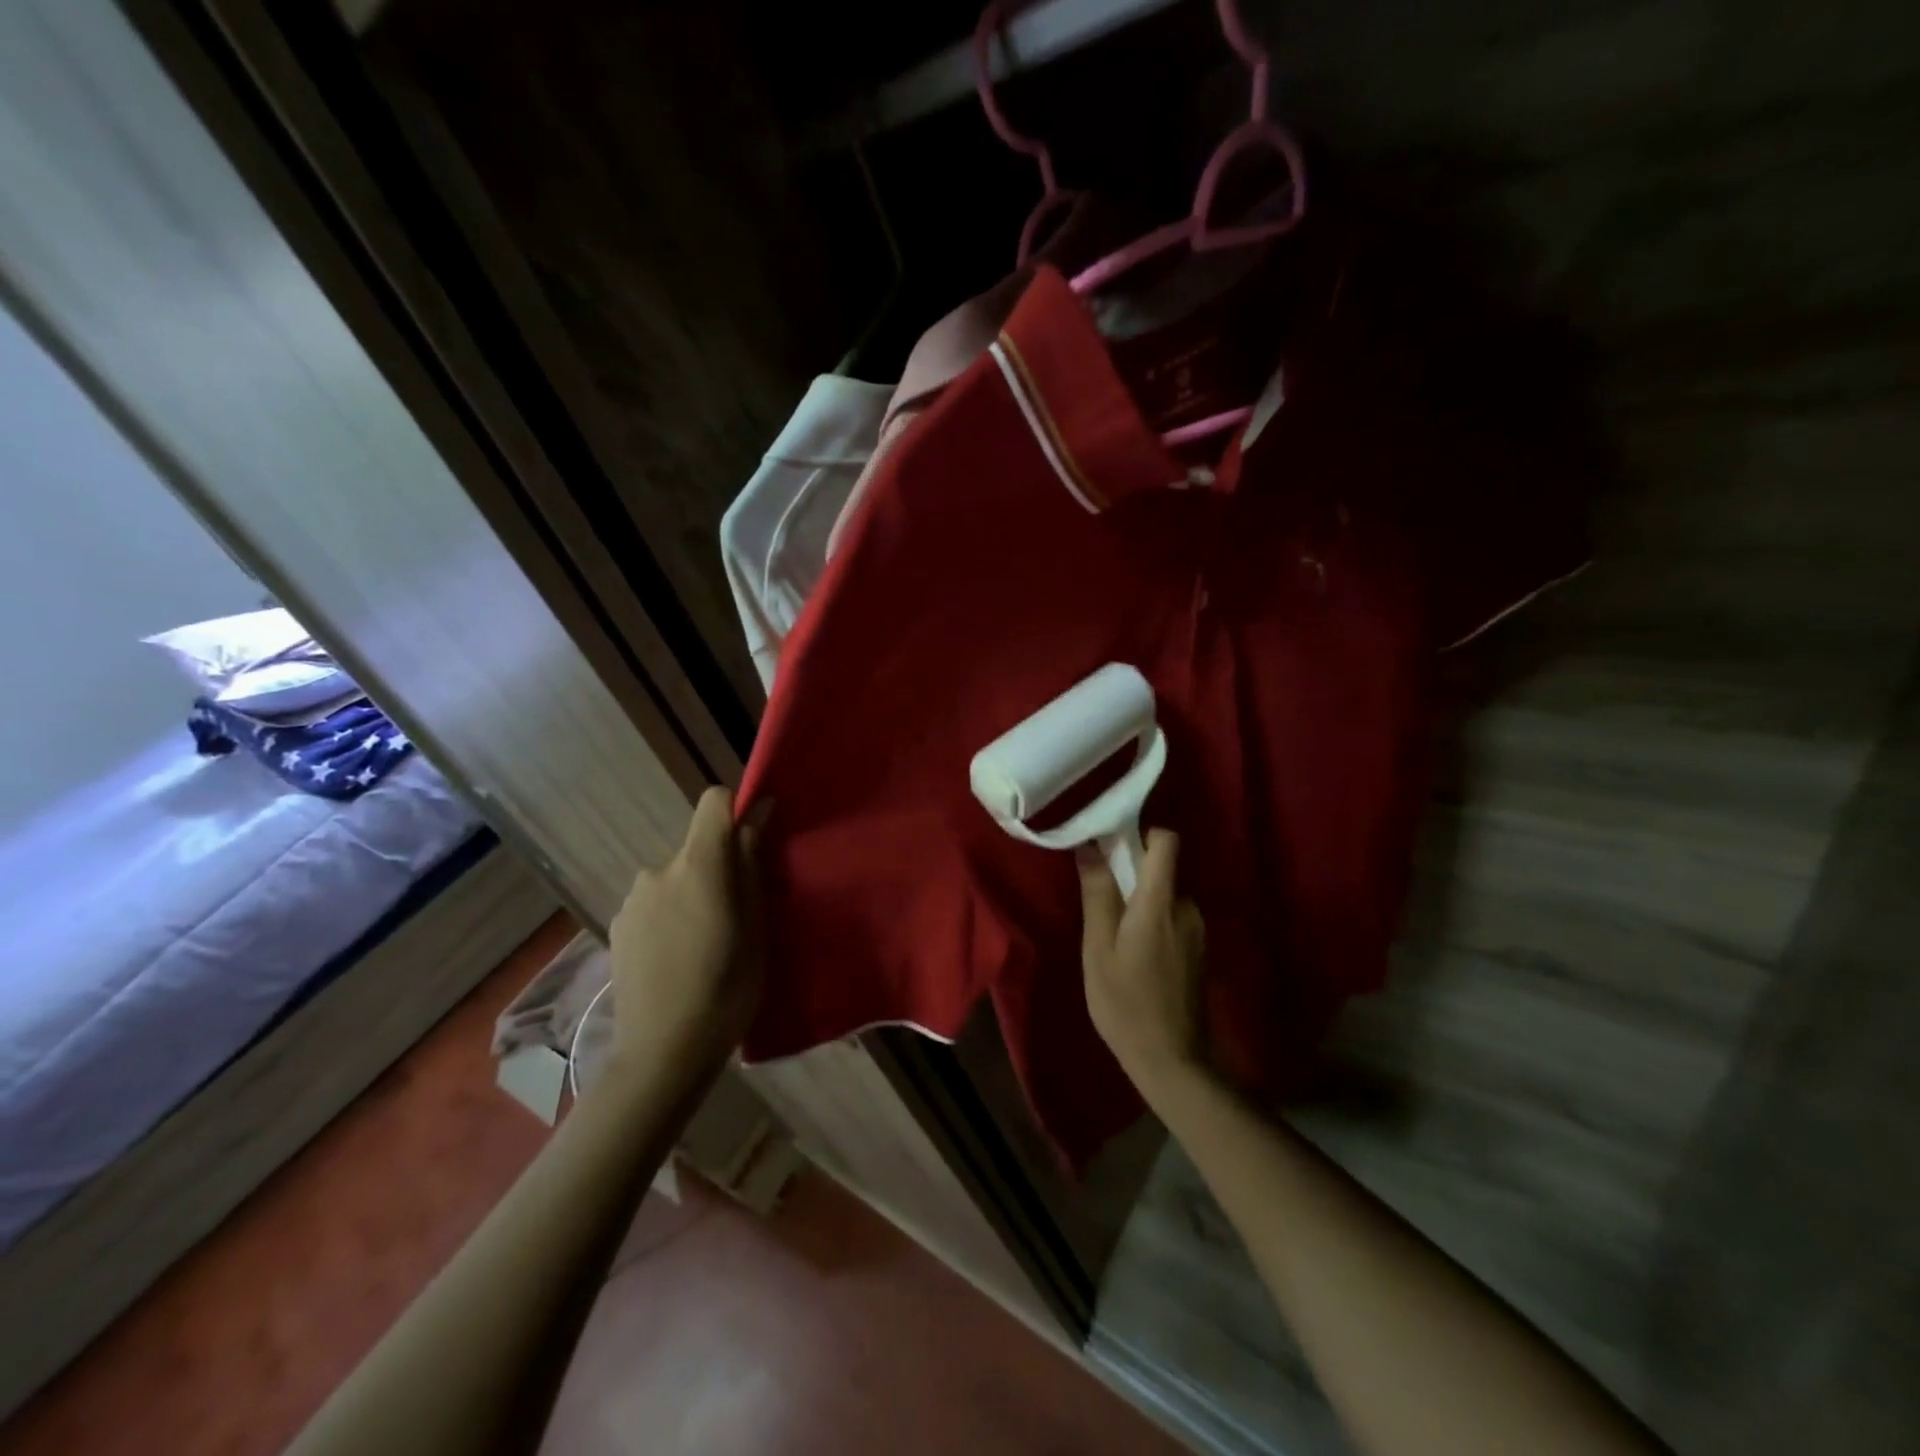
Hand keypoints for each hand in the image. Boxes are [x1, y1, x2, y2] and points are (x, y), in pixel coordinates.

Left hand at [606, 786, 764, 1078]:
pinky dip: (670, 915)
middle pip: (697, 847)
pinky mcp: (616, 926)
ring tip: (704, 943)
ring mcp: (632, 899)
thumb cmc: (727, 987)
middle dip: (719, 867)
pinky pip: (654, 902)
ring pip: (676, 877)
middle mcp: (658, 869)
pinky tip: (677, 958)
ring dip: (692, 894)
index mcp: (698, 865)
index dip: (737, 809)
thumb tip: (756, 816)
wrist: (662, 1053)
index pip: (714, 801)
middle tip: (736, 915)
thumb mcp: (757, 926)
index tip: (755, 839)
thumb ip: (751, 864)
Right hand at [1080, 830, 1207, 1097]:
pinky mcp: (1197, 946)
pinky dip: (1150, 916)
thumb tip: (1090, 846)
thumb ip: (1098, 894)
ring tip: (1110, 927)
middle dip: (1130, 870)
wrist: (1172, 1059)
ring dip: (1138, 898)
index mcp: (1161, 902)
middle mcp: (1187, 907)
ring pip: (1164, 892)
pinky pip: (1171, 913)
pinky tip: (1130, 948)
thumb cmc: (1125, 1003)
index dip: (1141, 832)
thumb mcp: (1099, 948)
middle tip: (1097, 892)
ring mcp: (1196, 928)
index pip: (1167, 841)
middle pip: (1162, 866)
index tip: (1110, 842)